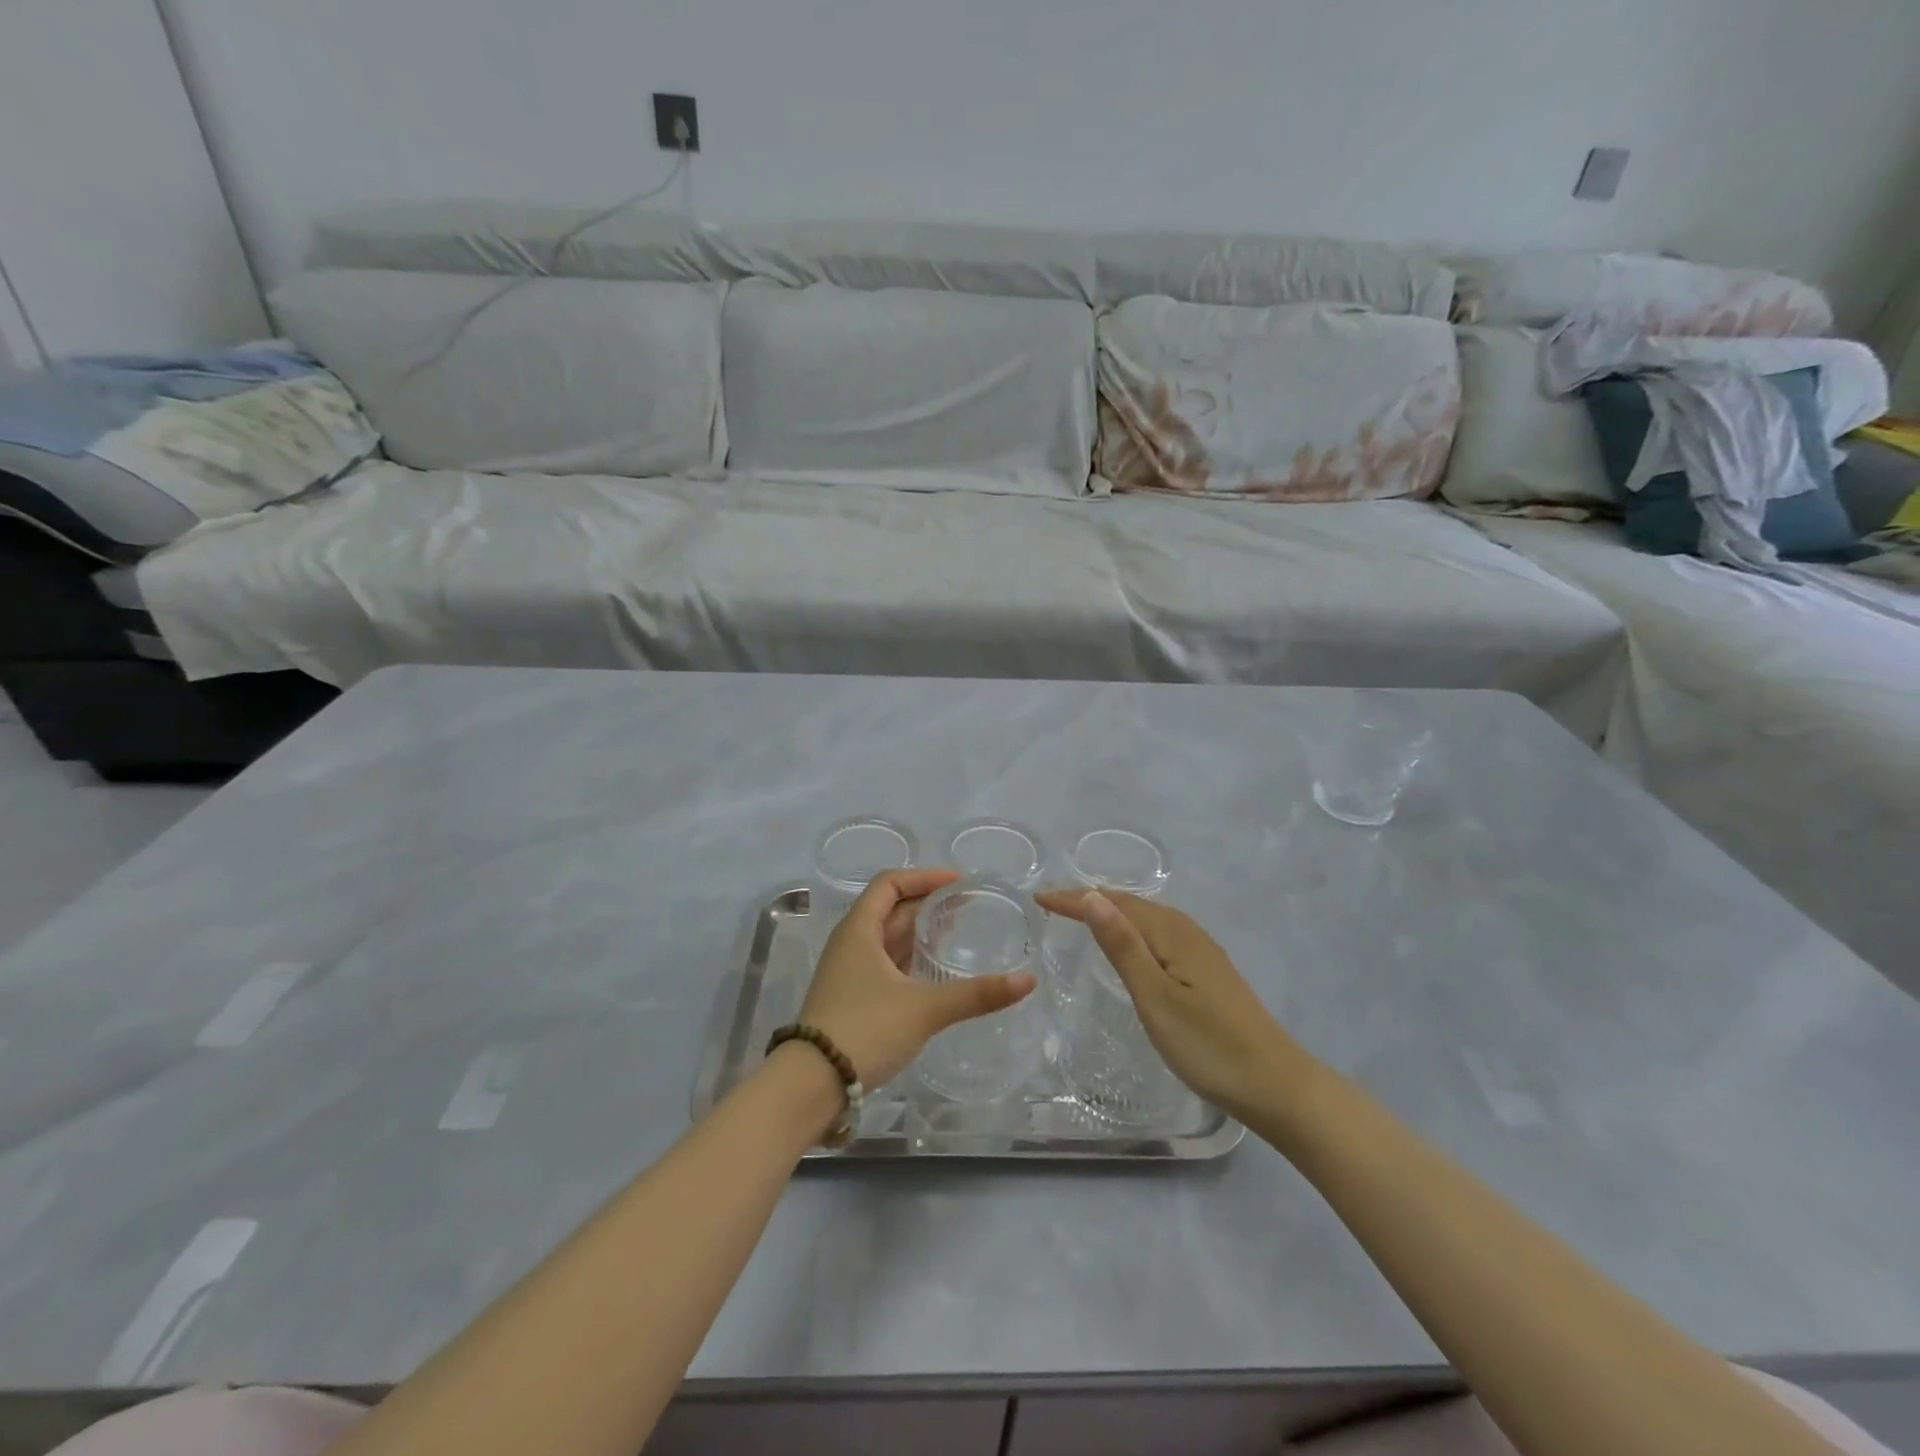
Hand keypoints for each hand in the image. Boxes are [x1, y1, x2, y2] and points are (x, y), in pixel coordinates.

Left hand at [798, 869, 1037, 1090]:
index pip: (890, 884)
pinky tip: (933, 972)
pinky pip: (884, 964)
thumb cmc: (864, 1030)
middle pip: (890, 909)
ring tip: (957, 933)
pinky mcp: (851, 999)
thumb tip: (1028, 981)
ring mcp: (848, 973)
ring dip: (919, 932)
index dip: (924, 877)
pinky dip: (910, 958)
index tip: (959, 883)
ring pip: (887, 939)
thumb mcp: (924, 1009)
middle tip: (968, 908)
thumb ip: (976, 994)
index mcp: (859, 930)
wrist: (811, 1085)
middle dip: (928, 904)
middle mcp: (850, 944)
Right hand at [1036, 889, 1313, 1117]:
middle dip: (1091, 899)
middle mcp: (1187, 932)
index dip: (1075, 899)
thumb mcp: (1156, 997)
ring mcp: (1202, 951)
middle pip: (1132, 904)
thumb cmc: (1208, 1046)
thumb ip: (1123, 946)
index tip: (1039, 898)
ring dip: (1113, 911)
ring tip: (1083, 913)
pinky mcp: (1209, 971)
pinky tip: (1131, 944)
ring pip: (1148, 918)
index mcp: (1171, 933)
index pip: (1114, 904)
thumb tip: (1093, 897)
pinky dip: (1134, 928)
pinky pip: (1160, 934)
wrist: (1276, 1086)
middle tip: (1053, 903)